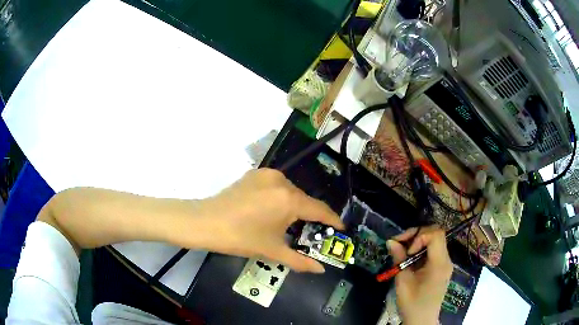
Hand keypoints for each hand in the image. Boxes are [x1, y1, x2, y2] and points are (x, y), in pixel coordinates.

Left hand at [196, 168, 343, 272]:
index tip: (340, 228)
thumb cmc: (241, 238)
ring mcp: (267, 174)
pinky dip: (280, 198)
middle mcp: (282, 181)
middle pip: (304, 200)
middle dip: (310, 216)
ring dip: (293, 206)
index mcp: (289, 199)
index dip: (332, 220)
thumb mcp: (273, 251)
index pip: (319, 209)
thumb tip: (320, 270)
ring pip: (290, 192)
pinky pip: (276, 186)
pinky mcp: (255, 174)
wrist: (205, 222)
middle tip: (311, 232)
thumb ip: (300, 261)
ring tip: (288, 224)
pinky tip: (271, 211)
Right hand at [387, 226, 452, 324]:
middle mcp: (446, 259)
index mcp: (439, 263)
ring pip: (434, 240)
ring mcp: (445, 263)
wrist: (422, 320)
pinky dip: (421, 249)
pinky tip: (409, 259)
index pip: (436, 234)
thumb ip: (399, 259)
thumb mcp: (403, 282)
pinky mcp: (441, 267)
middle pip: (436, 233)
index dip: (419, 236)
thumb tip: (391, 241)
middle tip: (400, 244)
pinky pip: (433, 250)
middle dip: (417, 235)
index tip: (407, 251)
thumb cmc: (412, 304)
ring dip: (417, 241)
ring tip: (402, 252)